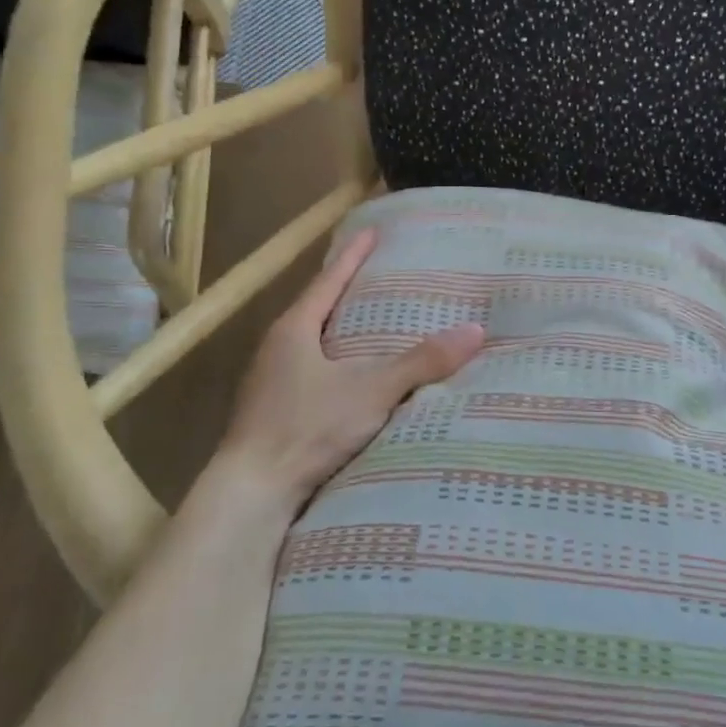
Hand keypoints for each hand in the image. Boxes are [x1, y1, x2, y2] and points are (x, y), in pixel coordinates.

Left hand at [217, 228, 483, 512]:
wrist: (250, 494)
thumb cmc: (306, 428)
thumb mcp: (371, 391)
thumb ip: (422, 362)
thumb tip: (475, 331)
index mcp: (294, 329)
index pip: (329, 280)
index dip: (352, 255)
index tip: (371, 232)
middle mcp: (276, 348)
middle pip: (316, 307)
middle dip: (345, 290)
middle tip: (377, 275)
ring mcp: (269, 381)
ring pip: (311, 341)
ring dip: (338, 329)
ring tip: (370, 323)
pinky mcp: (271, 412)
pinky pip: (308, 370)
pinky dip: (333, 362)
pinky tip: (350, 376)